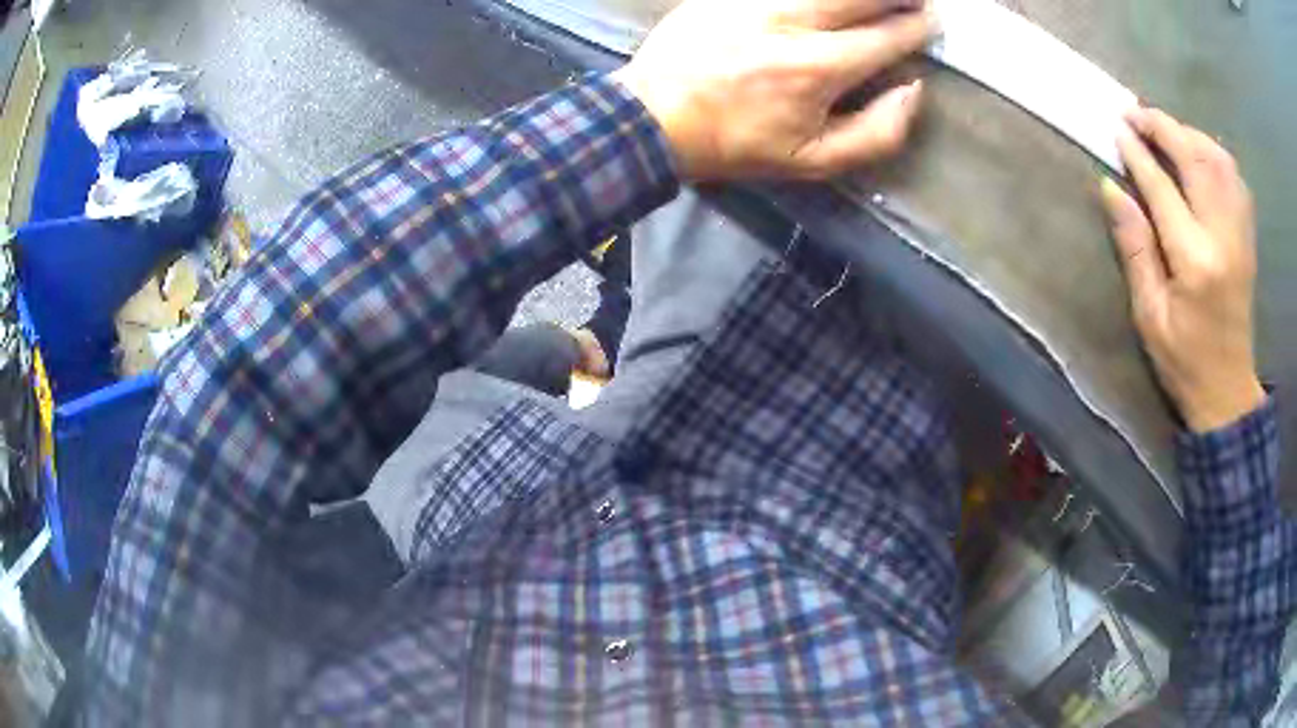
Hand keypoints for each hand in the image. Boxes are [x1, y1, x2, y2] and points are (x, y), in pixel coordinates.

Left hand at [613, 0, 933, 180]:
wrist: (653, 117)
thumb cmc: (738, 144)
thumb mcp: (812, 161)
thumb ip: (877, 133)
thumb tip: (914, 89)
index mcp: (818, 68)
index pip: (888, 36)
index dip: (918, 28)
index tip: (931, 24)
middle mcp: (793, 21)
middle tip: (915, 1)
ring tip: (882, 0)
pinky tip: (829, 3)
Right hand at [1100, 108, 1264, 432]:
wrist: (1228, 392)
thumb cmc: (1184, 362)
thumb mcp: (1149, 315)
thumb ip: (1134, 248)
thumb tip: (1111, 187)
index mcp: (1195, 261)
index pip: (1162, 187)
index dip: (1138, 154)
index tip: (1117, 130)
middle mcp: (1223, 238)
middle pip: (1195, 159)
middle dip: (1163, 127)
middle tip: (1135, 114)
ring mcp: (1241, 235)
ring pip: (1218, 159)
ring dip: (1189, 134)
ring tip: (1165, 130)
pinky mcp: (1248, 238)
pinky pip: (1234, 177)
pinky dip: (1214, 153)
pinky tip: (1198, 154)